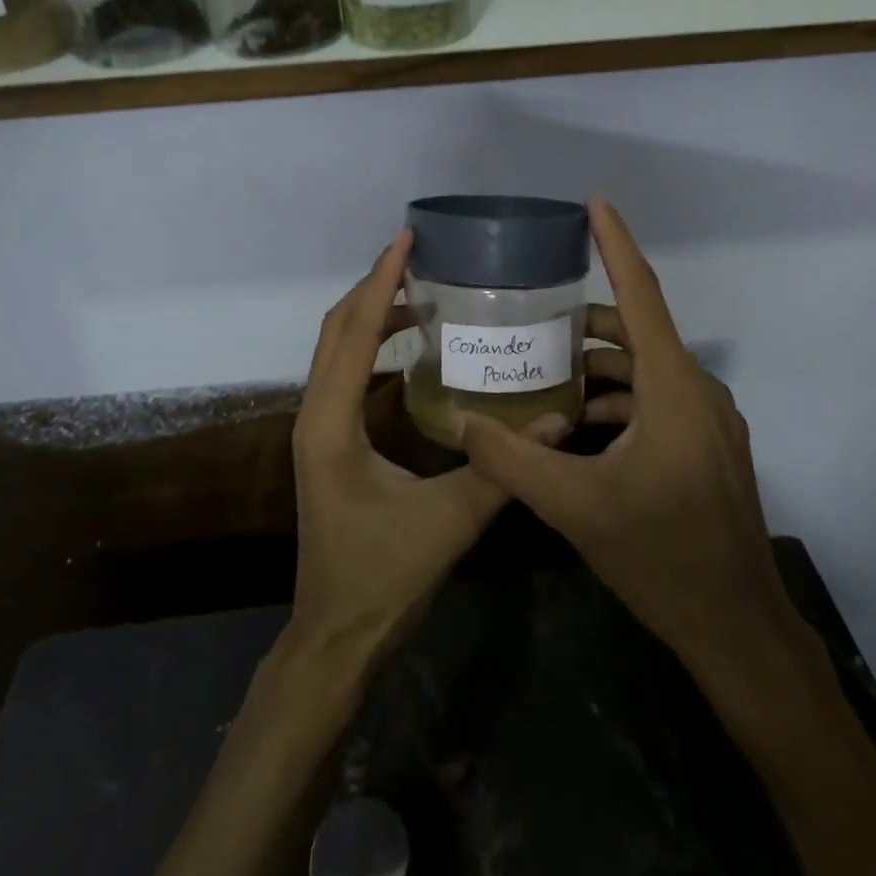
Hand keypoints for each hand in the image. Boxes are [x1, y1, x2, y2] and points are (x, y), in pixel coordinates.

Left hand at [288, 229, 510, 671]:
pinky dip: (372, 343)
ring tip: (420, 287)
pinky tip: (412, 343)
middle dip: (374, 286)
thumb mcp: (450, 521)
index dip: (380, 282)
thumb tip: (559, 422)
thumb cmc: (383, 578)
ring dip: (372, 312)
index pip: (352, 333)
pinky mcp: (330, 440)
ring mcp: (318, 427)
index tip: (406, 241)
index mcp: (332, 424)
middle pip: (336, 329)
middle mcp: (316, 415)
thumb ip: (503, 469)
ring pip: (337, 349)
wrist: (336, 635)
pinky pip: (346, 372)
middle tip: (419, 254)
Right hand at [457, 199, 797, 673]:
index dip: (616, 244)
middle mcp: (697, 391)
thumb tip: (461, 421)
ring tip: (549, 373)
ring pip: (647, 370)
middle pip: (638, 332)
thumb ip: (511, 459)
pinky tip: (582, 424)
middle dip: (588, 321)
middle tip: (535, 319)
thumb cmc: (660, 557)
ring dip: (601, 366)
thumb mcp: (574, 506)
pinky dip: (621, 398)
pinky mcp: (709, 446)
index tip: (595, 203)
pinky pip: (659, 400)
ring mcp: (709, 420)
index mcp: (672, 388)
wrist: (736, 627)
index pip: (641, 296)